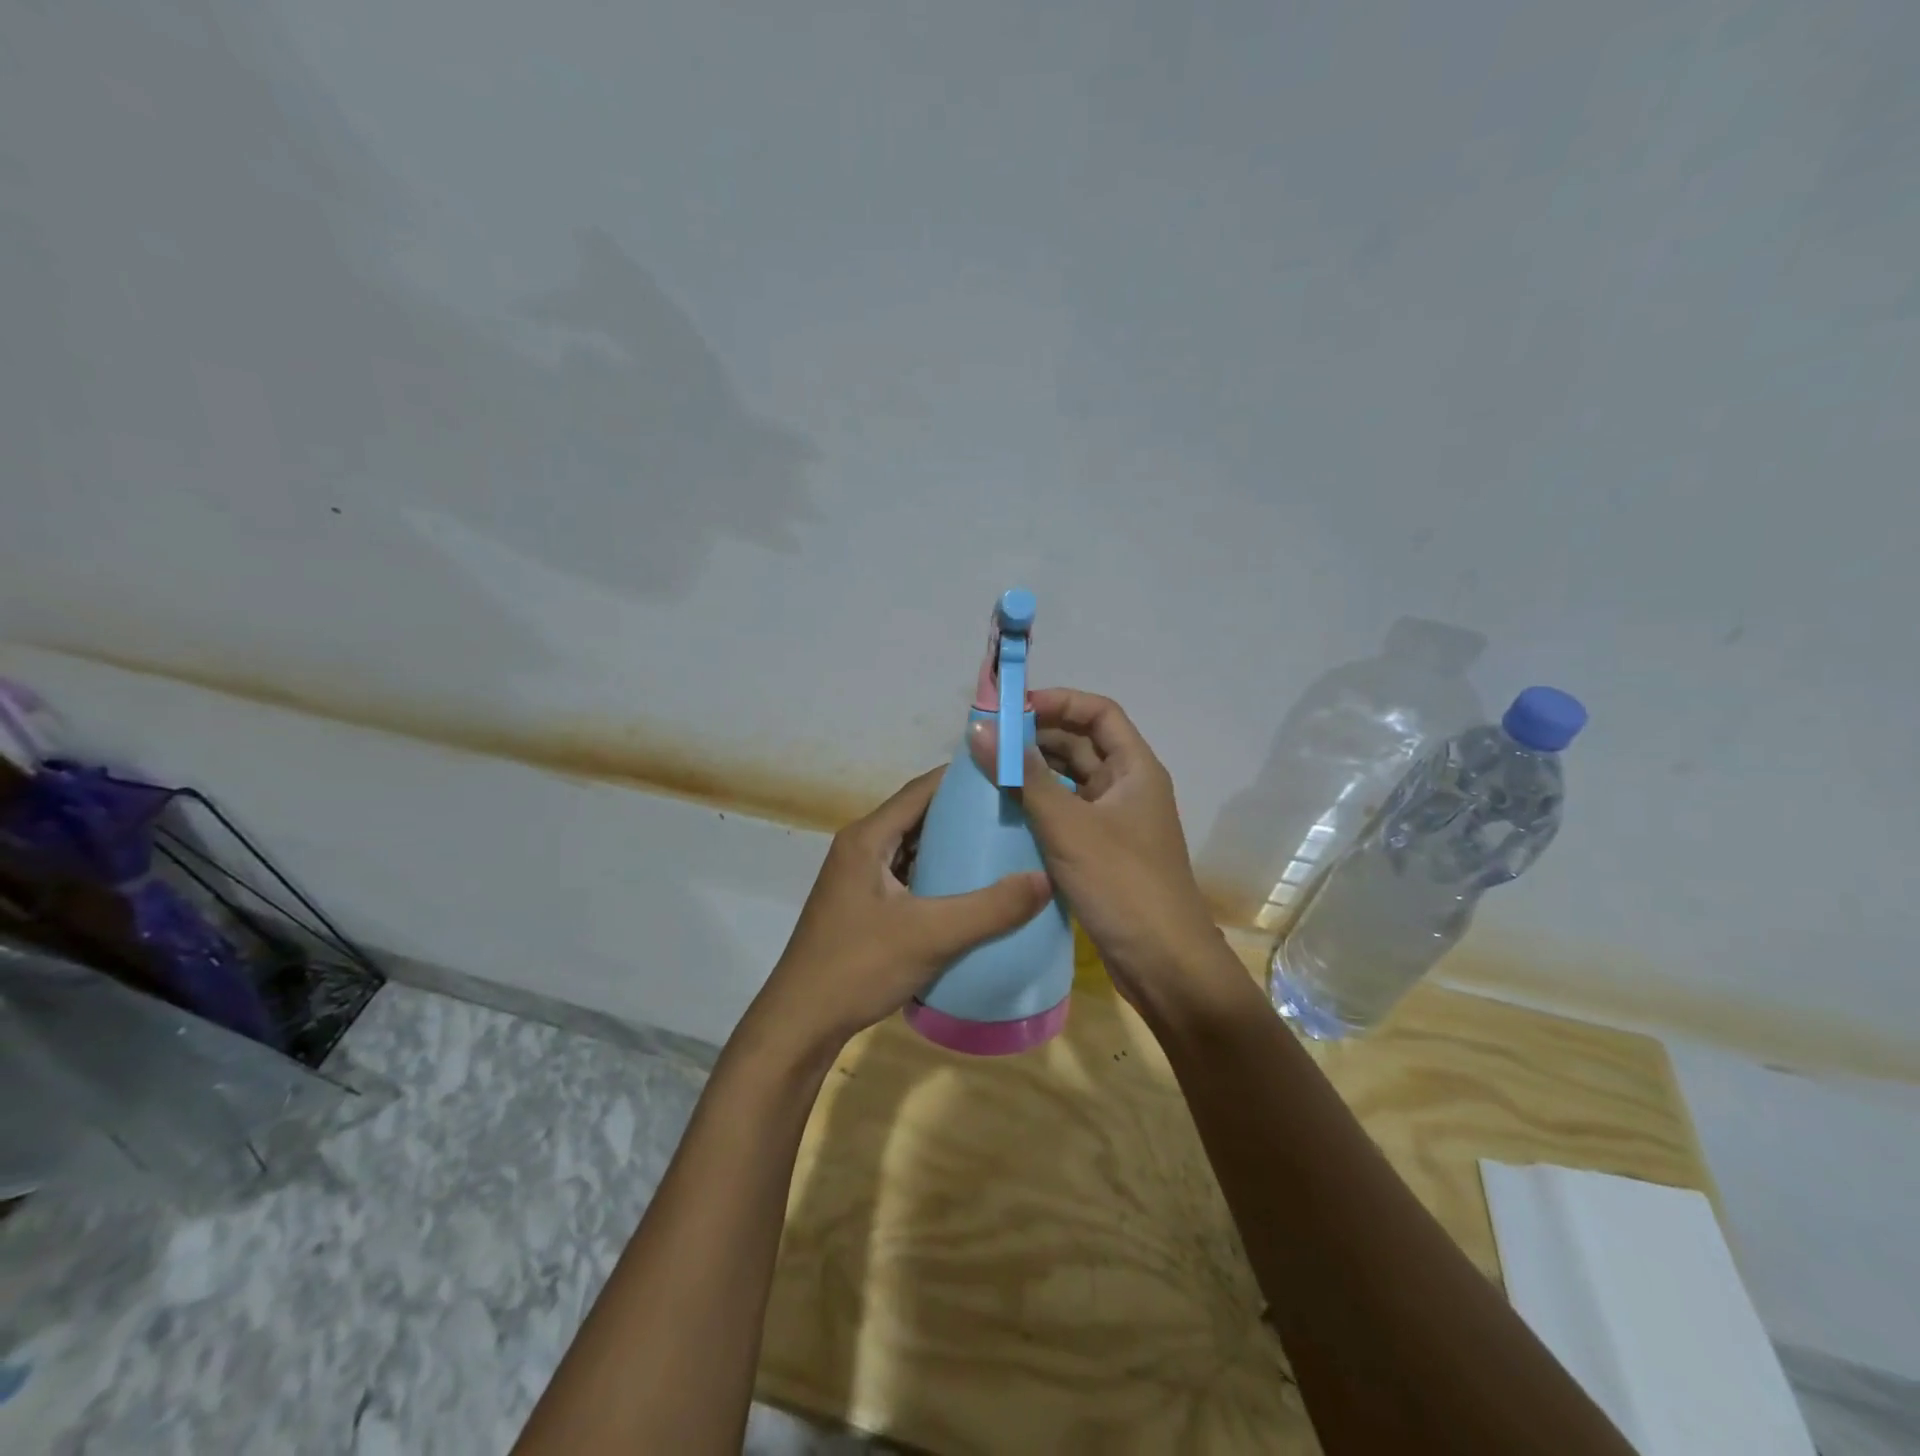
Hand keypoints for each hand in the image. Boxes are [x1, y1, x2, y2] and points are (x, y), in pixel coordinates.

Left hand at [743, 767, 1051, 1059]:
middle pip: (918, 816)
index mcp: (867, 838)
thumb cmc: (859, 967)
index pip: (921, 790)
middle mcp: (860, 847)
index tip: (1008, 778)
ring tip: (1002, 846)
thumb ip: (990, 909)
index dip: (963, 780)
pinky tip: (970, 889)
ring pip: (913, 847)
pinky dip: (937, 874)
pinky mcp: (863, 904)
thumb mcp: (931, 935)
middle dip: (964, 813)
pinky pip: (907, 875)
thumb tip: (1046, 879)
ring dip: (951, 845)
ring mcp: (859, 877)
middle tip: (1014, 814)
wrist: (801, 1023)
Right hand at [970, 688, 1229, 1009]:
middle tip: (987, 741)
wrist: (1163, 963)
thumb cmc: (1122, 884)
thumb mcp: (1068, 825)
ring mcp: (1115, 821)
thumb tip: (979, 729)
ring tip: (988, 772)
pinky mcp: (1102, 851)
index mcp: (1135, 768)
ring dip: (1035, 773)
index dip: (1058, 702)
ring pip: (1071, 780)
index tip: (1011, 709)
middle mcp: (1128, 787)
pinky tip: (1004, 812)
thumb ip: (1023, 777)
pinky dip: (1039, 806)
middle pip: (1082, 744)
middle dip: (1037, 737)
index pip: (1098, 712)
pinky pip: (1067, 813)